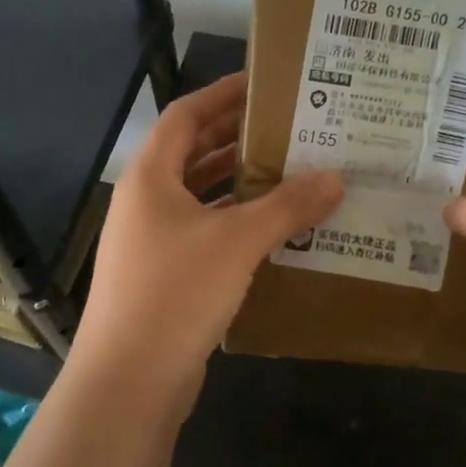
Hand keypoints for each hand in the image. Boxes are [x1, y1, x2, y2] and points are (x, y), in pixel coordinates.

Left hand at [70, 73, 343, 414]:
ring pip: (201, 196)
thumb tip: (336, 178)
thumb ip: (287, 206)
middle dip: (238, 138)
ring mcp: (152, 241)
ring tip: (292, 172)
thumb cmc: (175, 292)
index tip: (266, 84)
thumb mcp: (237, 242)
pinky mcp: (165, 276)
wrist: (129, 382)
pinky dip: (237, 224)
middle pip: (193, 153)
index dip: (224, 94)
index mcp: (151, 176)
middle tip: (290, 127)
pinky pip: (206, 233)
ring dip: (241, 184)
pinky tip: (276, 229)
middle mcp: (147, 201)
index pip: (187, 114)